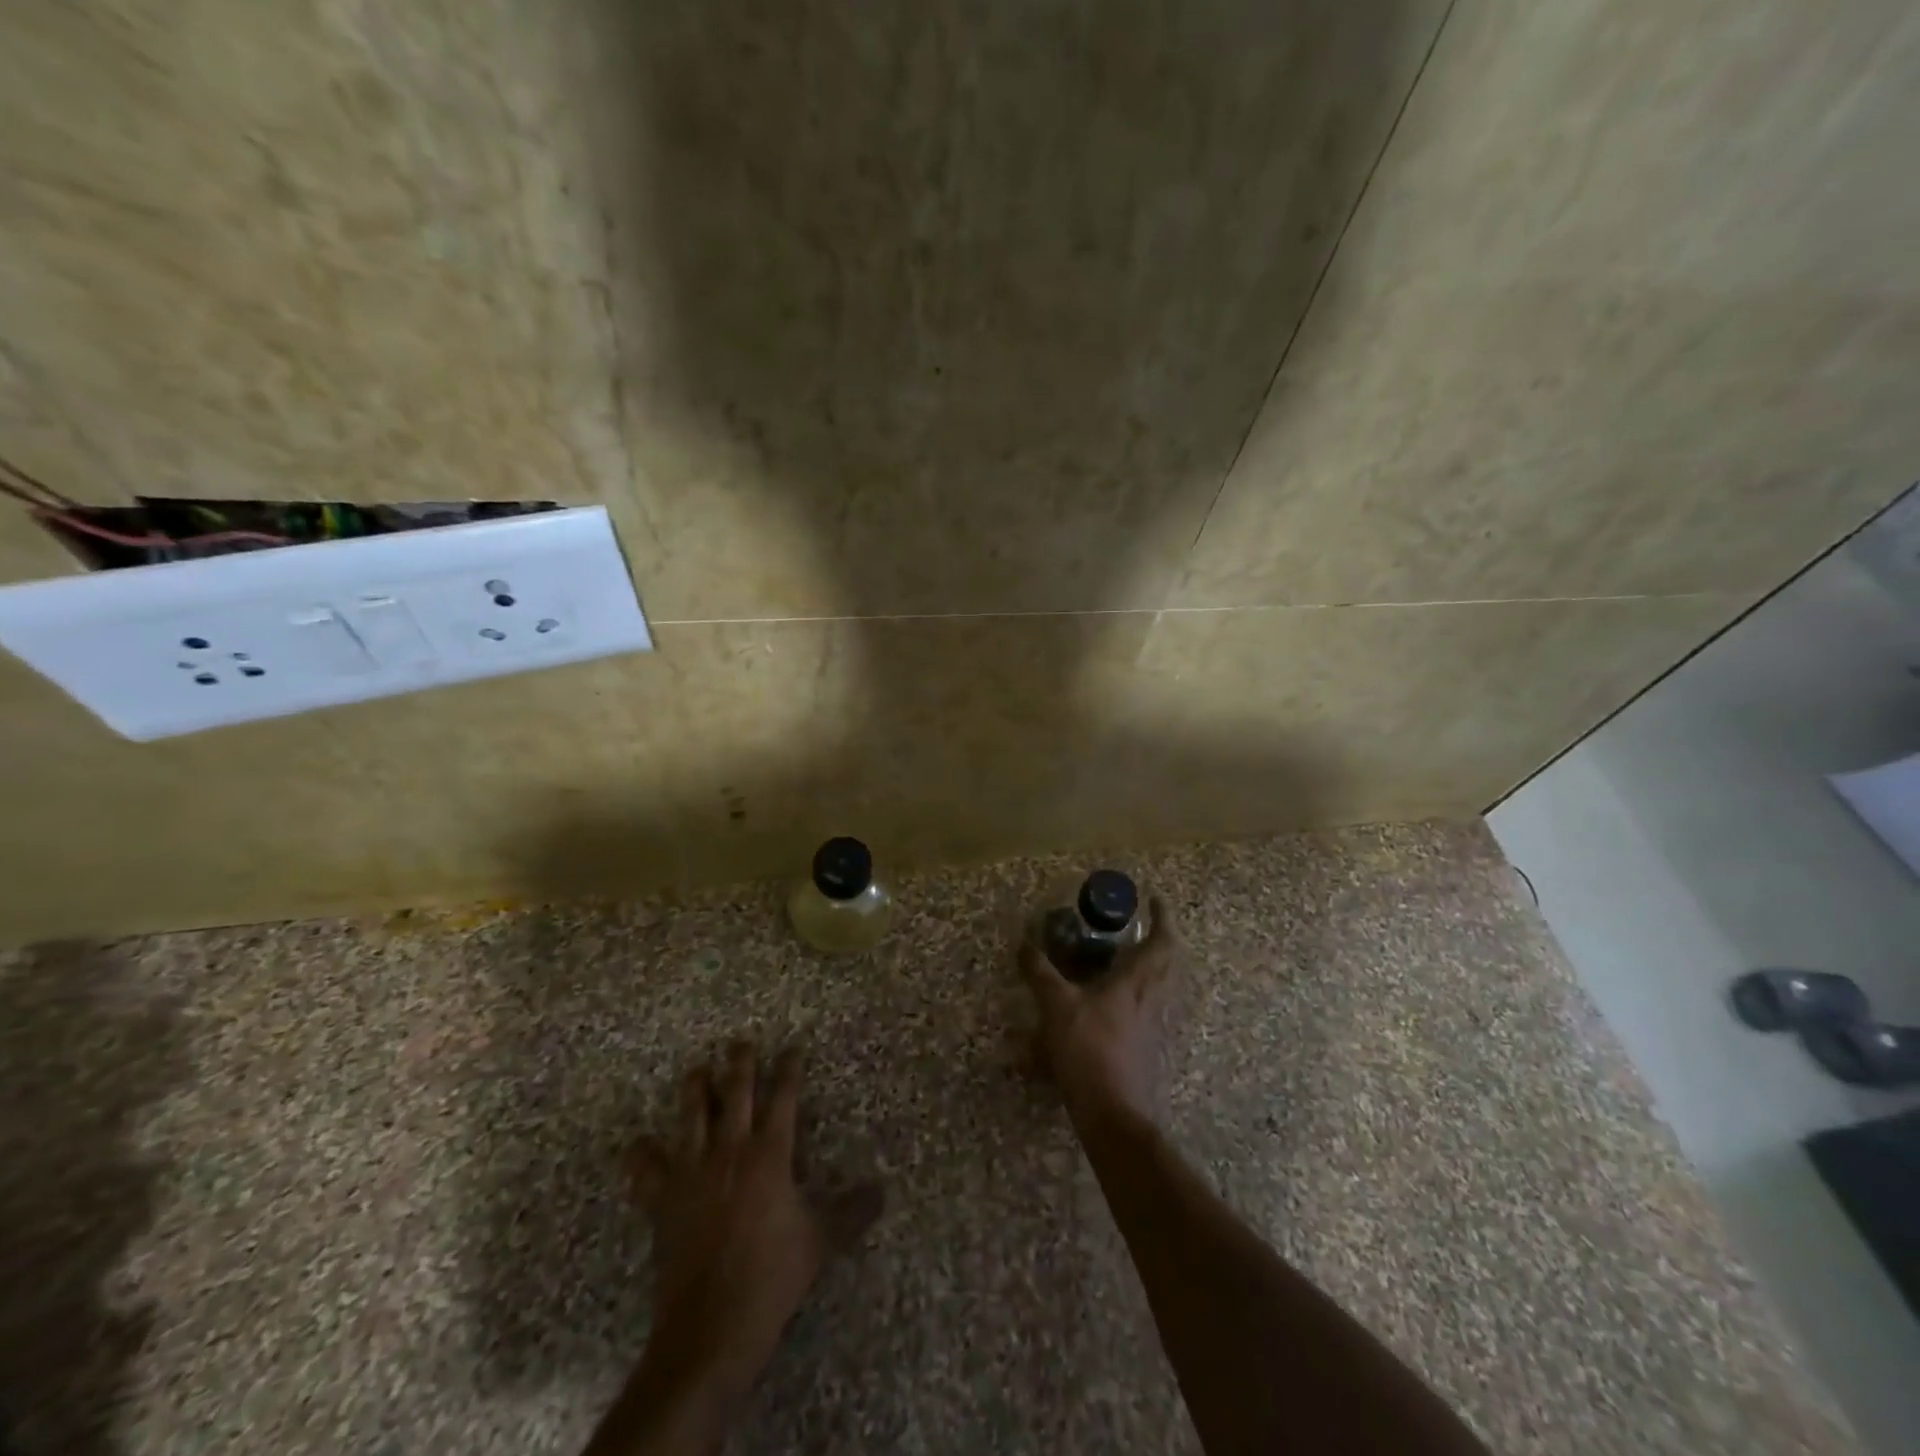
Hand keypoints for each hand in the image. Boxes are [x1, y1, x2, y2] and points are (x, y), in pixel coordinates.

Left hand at [628, 1043, 882, 1403]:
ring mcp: (692, 1171)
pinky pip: (645, 1170)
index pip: (784, 1096)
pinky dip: (640, 1157)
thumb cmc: (772, 1276)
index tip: (794, 1049)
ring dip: (695, 1089)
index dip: (790, 1068)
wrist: (712, 1325)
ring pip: (691, 1114)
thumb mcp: (821, 1241)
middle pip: (735, 1091)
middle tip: (741, 1043)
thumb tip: (882, 1191)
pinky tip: (638, 1148)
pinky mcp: (663, 1199)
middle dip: (740, 1062)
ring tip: (697, 1072)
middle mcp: (730, 1149)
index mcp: (770, 1153)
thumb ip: (852, 1211)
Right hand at [1020, 897, 1178, 1124]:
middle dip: (1160, 940)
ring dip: (1151, 967)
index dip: (1162, 918)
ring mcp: (1153, 1025)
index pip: (1161, 941)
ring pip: (1161, 986)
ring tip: (1126, 958)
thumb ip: (1040, 973)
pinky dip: (1138, 994)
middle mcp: (1152, 999)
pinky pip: (1149, 1008)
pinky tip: (1114, 1002)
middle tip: (1140, 927)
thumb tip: (1024, 943)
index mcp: (1137, 982)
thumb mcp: (1057, 1006)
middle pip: (1168, 962)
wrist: (1114, 1113)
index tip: (1155, 899)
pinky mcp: (1147, 1047)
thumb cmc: (1089, 1050)